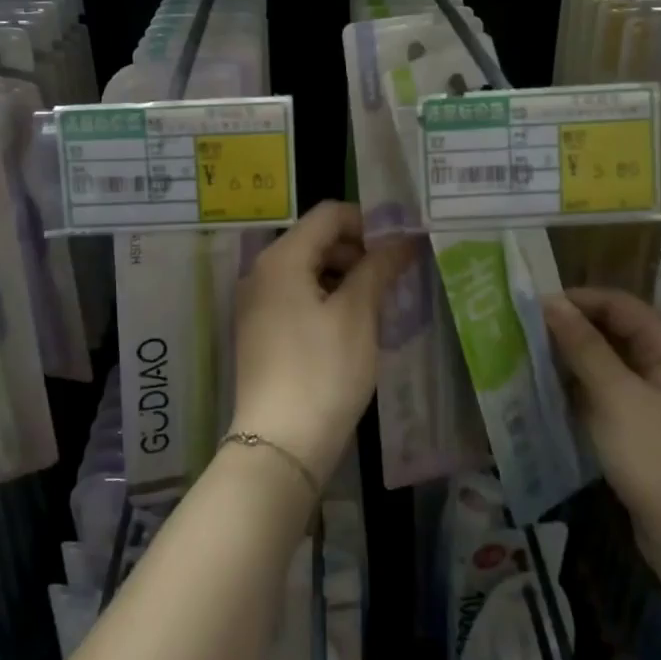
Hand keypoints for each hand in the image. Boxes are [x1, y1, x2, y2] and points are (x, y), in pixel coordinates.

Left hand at [231, 201, 416, 485]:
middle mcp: (262, 271)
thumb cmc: (323, 371)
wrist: (280, 445)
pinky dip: (326, 298)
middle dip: (357, 250)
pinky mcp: (260, 330)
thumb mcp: (358, 315)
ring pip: (307, 269)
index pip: (328, 215)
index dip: (368, 222)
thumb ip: (379, 267)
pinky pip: (296, 296)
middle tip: (394, 277)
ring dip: (344, 276)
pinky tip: (352, 324)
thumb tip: (403, 239)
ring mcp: (257, 302)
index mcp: (282, 258)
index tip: (400, 246)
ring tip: (378, 303)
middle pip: (316, 239)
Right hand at [543, 288, 660, 594]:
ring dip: (574, 360)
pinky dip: (584, 389)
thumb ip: (582, 345)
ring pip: (610, 363)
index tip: (531, 307)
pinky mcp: (651, 429)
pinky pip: (612, 393)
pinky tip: (554, 396)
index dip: (576, 300)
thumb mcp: (614, 395)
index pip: (618, 303)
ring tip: (531, 360)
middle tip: (525, 333)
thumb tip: (550, 302)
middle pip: (615, 331)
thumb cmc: (658, 457)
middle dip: (572, 330)